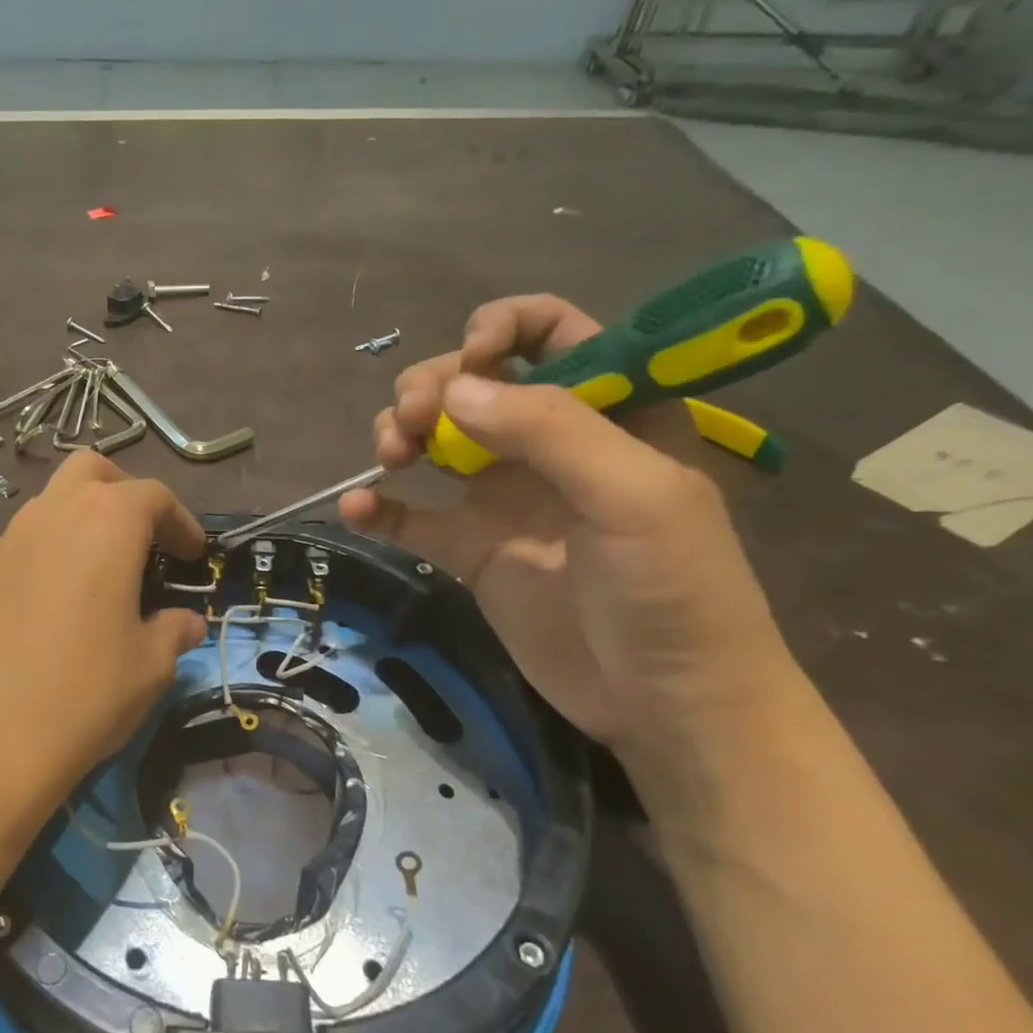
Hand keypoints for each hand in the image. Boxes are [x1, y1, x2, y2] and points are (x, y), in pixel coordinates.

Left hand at [0, 451, 207, 863]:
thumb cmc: (82, 695)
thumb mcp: (149, 668)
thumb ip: (173, 633)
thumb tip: (185, 623)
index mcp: (104, 523)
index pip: (152, 495)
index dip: (181, 521)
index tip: (192, 555)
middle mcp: (47, 516)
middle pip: (89, 472)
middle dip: (122, 493)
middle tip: (141, 538)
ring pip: (45, 511)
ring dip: (76, 531)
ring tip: (92, 585)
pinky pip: (12, 556)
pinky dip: (38, 567)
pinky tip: (40, 620)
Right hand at [339, 295, 795, 769]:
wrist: (664, 704)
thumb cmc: (675, 591)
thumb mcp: (633, 496)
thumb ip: (549, 430)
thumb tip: (453, 389)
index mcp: (609, 411)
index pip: (552, 332)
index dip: (503, 329)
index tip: (470, 360)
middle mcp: (551, 444)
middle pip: (474, 383)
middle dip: (433, 386)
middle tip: (414, 423)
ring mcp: (505, 497)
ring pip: (435, 439)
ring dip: (400, 434)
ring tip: (389, 457)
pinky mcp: (471, 549)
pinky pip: (413, 516)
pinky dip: (380, 507)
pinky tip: (357, 507)